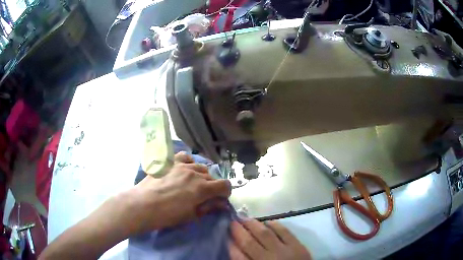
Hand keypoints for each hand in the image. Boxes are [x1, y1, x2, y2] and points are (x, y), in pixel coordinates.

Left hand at [123, 152, 230, 234]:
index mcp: (202, 189)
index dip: (225, 193)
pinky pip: (185, 157)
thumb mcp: (191, 215)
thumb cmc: (167, 215)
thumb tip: (221, 203)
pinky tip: (185, 169)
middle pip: (212, 176)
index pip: (225, 185)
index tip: (220, 199)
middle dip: (213, 186)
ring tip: (193, 183)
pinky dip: (189, 162)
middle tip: (204, 196)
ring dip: (202, 176)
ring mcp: (182, 166)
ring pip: (200, 167)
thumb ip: (208, 207)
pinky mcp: (170, 162)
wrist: (142, 205)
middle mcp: (195, 174)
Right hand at [229, 219, 311, 259]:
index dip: (230, 245)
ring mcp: (284, 251)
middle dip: (238, 231)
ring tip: (245, 218)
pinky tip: (268, 222)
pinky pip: (284, 232)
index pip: (238, 256)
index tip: (225, 236)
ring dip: (253, 225)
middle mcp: (268, 259)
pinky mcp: (297, 246)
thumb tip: (235, 249)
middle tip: (232, 222)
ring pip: (265, 234)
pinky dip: (275, 225)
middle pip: (249, 243)